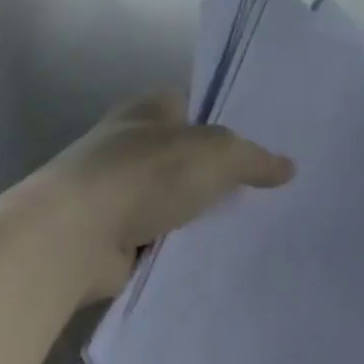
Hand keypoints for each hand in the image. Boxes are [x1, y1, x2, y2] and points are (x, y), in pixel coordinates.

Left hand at [41, 90, 294, 299]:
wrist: (74, 235)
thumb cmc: (147, 172)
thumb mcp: (218, 154)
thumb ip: (255, 159)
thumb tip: (289, 167)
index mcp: (152, 107)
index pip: (196, 104)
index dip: (228, 120)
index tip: (262, 143)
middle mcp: (131, 142)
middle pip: (185, 154)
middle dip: (216, 173)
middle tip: (265, 190)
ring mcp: (116, 191)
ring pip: (172, 198)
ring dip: (195, 214)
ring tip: (248, 228)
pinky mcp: (108, 237)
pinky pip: (156, 238)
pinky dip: (176, 248)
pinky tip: (210, 259)